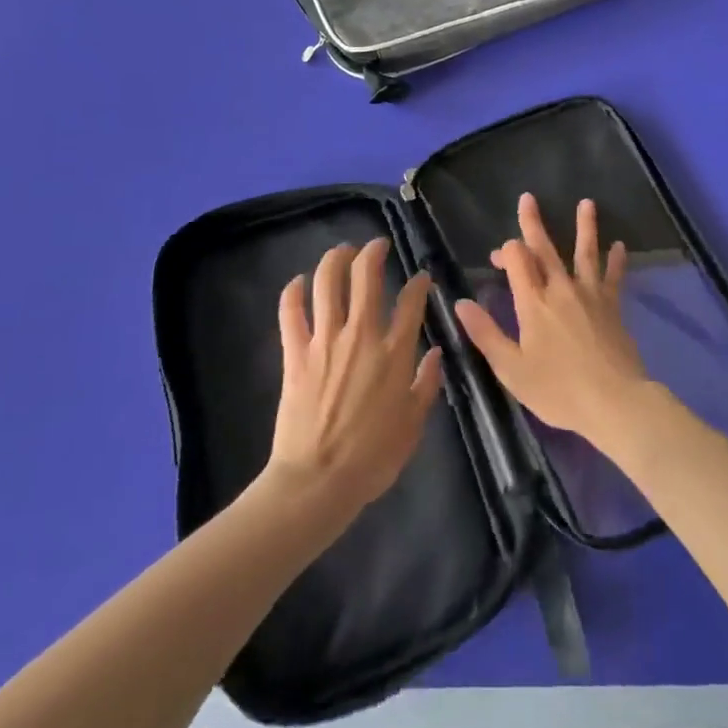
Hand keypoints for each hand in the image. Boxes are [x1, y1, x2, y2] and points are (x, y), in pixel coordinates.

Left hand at [269, 238, 444, 513]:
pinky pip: (291, 313)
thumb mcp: (413, 425)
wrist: (318, 481)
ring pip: (327, 284)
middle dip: (373, 253)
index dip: (418, 283)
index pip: (411, 301)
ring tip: (342, 251)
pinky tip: (297, 282)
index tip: (421, 277)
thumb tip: (436, 354)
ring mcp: (325, 341)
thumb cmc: (372, 458)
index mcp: (395, 353)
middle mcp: (361, 336)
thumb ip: (426, 384)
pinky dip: (292, 292)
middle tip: (377, 246)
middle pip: (366, 277)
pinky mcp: (296, 354)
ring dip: (335, 259)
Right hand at [454, 193, 649, 442]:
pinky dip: (616, 261)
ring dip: (585, 227)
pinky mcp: (612, 306)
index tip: (498, 258)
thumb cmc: (558, 390)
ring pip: (585, 253)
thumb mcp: (511, 369)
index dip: (506, 251)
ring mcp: (590, 295)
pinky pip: (613, 277)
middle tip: (528, 198)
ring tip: (587, 203)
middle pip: (545, 249)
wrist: (614, 402)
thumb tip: (460, 302)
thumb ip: (486, 334)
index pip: (517, 261)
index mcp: (533, 303)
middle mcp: (561, 289)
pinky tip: (620, 246)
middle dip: (533, 223)